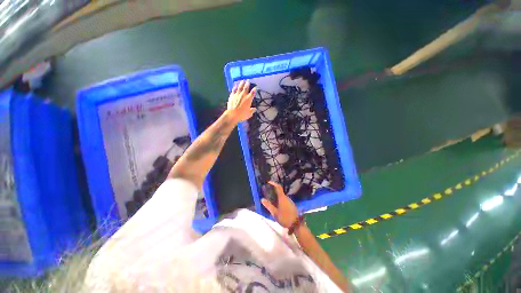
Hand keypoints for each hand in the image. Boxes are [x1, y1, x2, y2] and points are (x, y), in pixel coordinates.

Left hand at [227, 80, 256, 121]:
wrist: (232, 114)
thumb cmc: (242, 115)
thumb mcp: (249, 114)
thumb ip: (252, 111)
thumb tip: (254, 109)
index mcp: (248, 99)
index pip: (252, 93)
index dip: (254, 90)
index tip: (255, 87)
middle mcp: (243, 95)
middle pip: (246, 87)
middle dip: (247, 83)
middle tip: (248, 80)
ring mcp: (237, 95)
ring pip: (239, 87)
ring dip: (241, 83)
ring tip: (242, 81)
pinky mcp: (232, 96)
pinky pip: (233, 90)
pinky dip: (235, 87)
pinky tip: (235, 85)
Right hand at [261, 181, 298, 228]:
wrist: (296, 224)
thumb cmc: (284, 217)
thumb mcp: (275, 213)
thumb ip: (268, 206)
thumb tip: (262, 199)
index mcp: (282, 198)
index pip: (278, 187)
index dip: (273, 183)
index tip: (268, 182)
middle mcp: (286, 197)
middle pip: (280, 191)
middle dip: (274, 190)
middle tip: (268, 192)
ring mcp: (290, 201)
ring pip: (282, 196)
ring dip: (277, 196)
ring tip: (271, 199)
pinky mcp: (291, 205)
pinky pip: (284, 199)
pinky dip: (280, 199)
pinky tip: (277, 205)